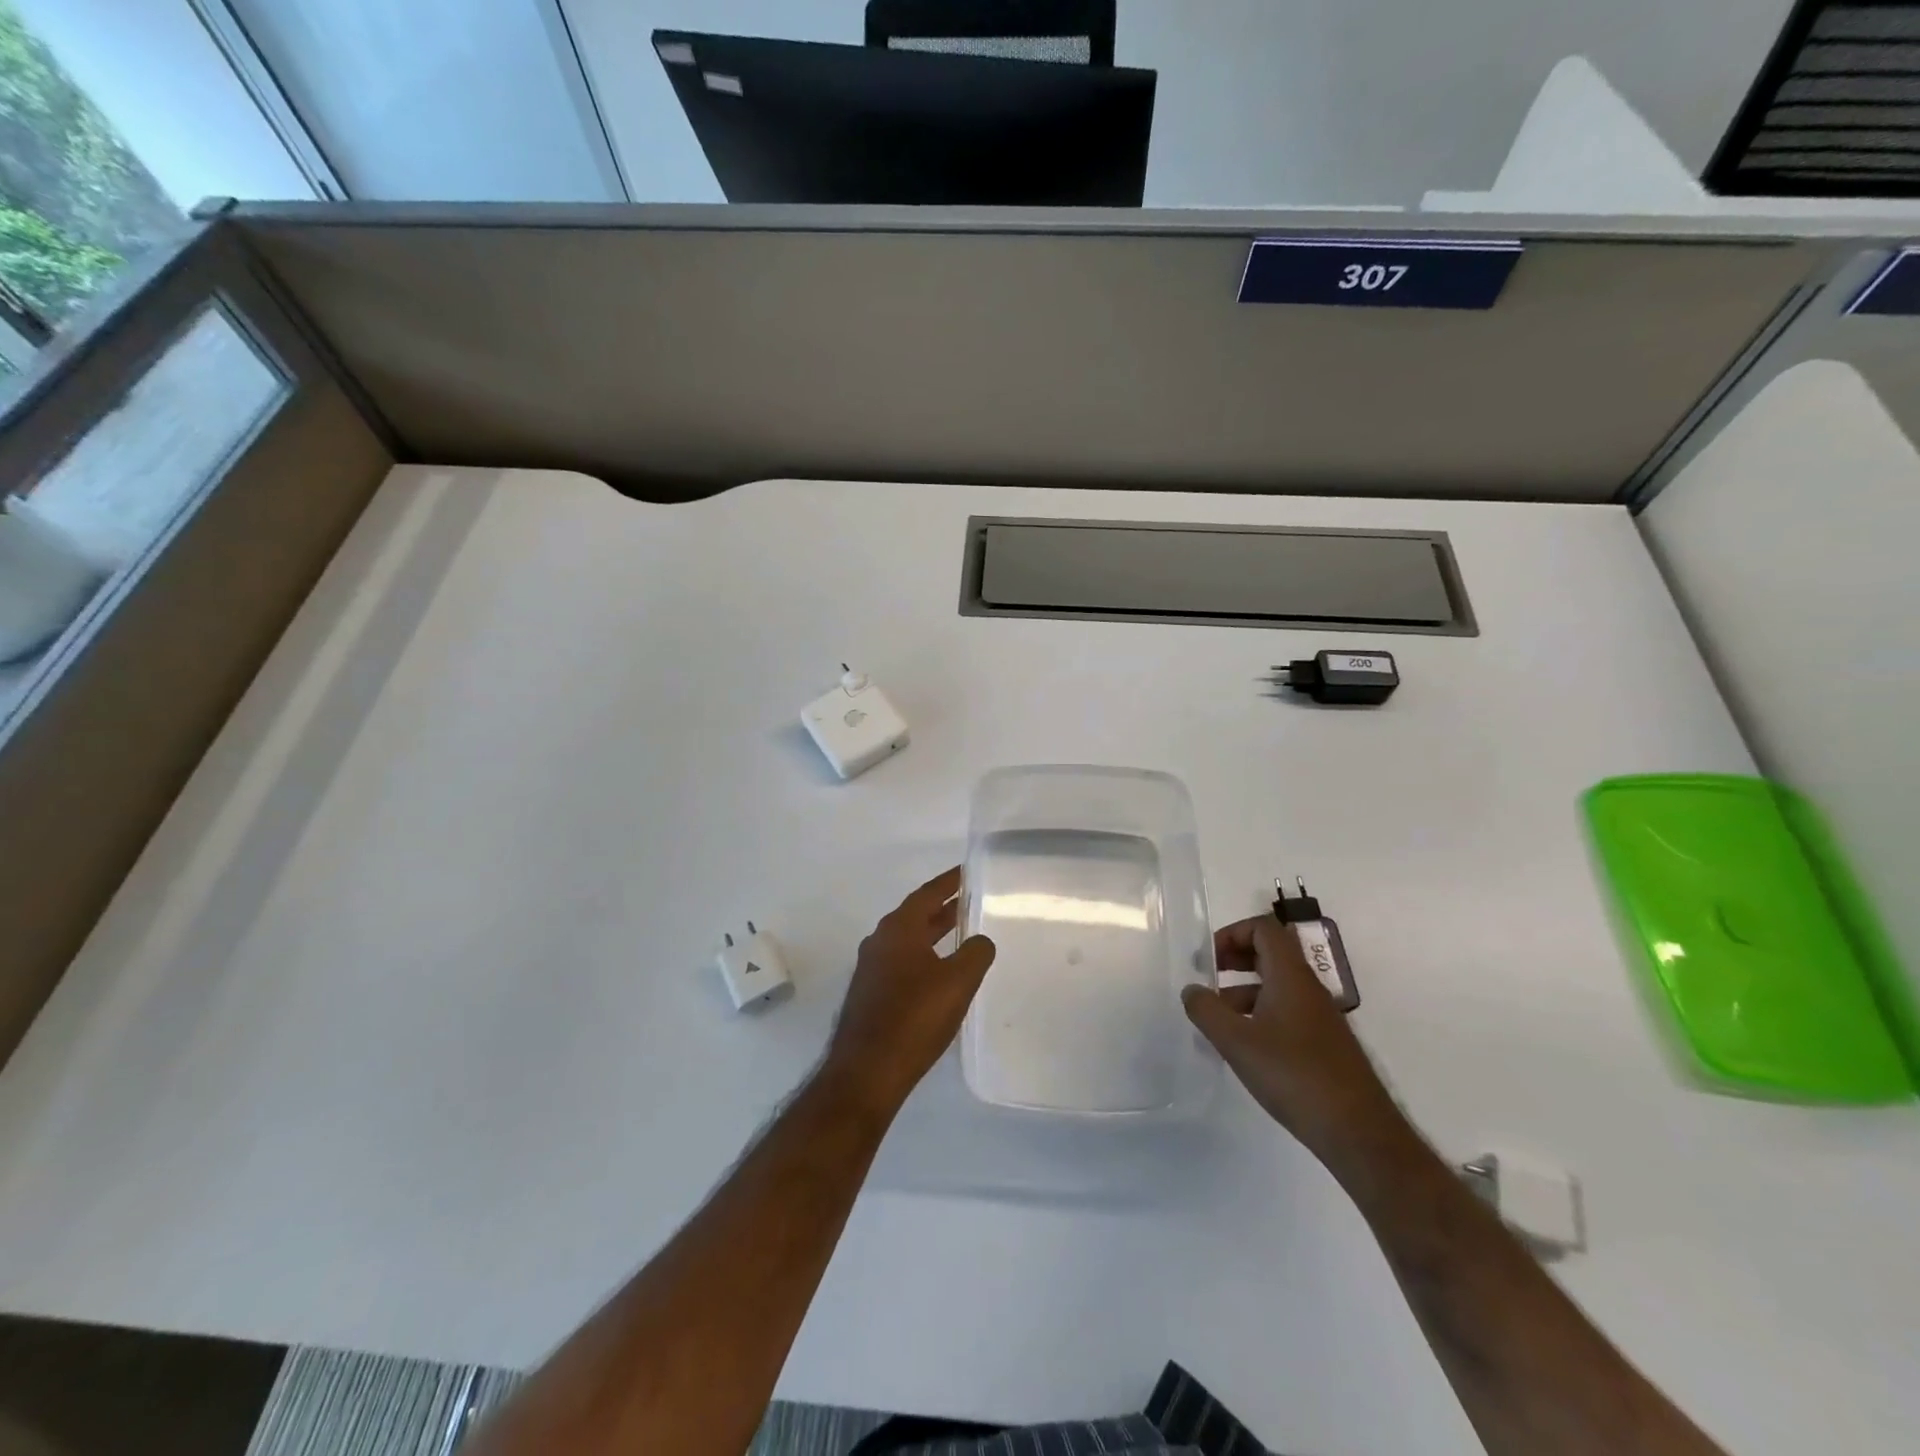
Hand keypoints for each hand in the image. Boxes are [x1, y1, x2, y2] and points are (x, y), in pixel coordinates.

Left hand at [822, 867, 995, 1113]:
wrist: (867, 1071)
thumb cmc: (914, 1018)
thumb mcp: (958, 981)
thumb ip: (976, 953)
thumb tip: (981, 940)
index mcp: (898, 929)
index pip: (927, 894)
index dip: (950, 882)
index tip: (968, 871)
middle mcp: (880, 941)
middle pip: (916, 915)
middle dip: (943, 907)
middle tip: (971, 900)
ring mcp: (871, 968)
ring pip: (908, 940)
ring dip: (933, 933)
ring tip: (961, 932)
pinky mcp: (870, 994)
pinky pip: (902, 962)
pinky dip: (924, 956)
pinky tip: (940, 973)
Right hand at [1183, 915, 1403, 1171]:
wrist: (1358, 1132)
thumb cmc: (1294, 1075)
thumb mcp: (1237, 1041)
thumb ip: (1207, 1010)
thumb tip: (1191, 990)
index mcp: (1290, 976)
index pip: (1264, 928)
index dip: (1232, 933)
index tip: (1208, 959)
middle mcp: (1308, 988)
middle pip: (1271, 952)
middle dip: (1236, 958)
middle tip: (1208, 978)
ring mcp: (1319, 1016)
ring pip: (1277, 984)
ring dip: (1244, 989)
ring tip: (1218, 1018)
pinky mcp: (1324, 1043)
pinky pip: (1286, 1010)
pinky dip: (1260, 1013)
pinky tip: (1244, 1046)